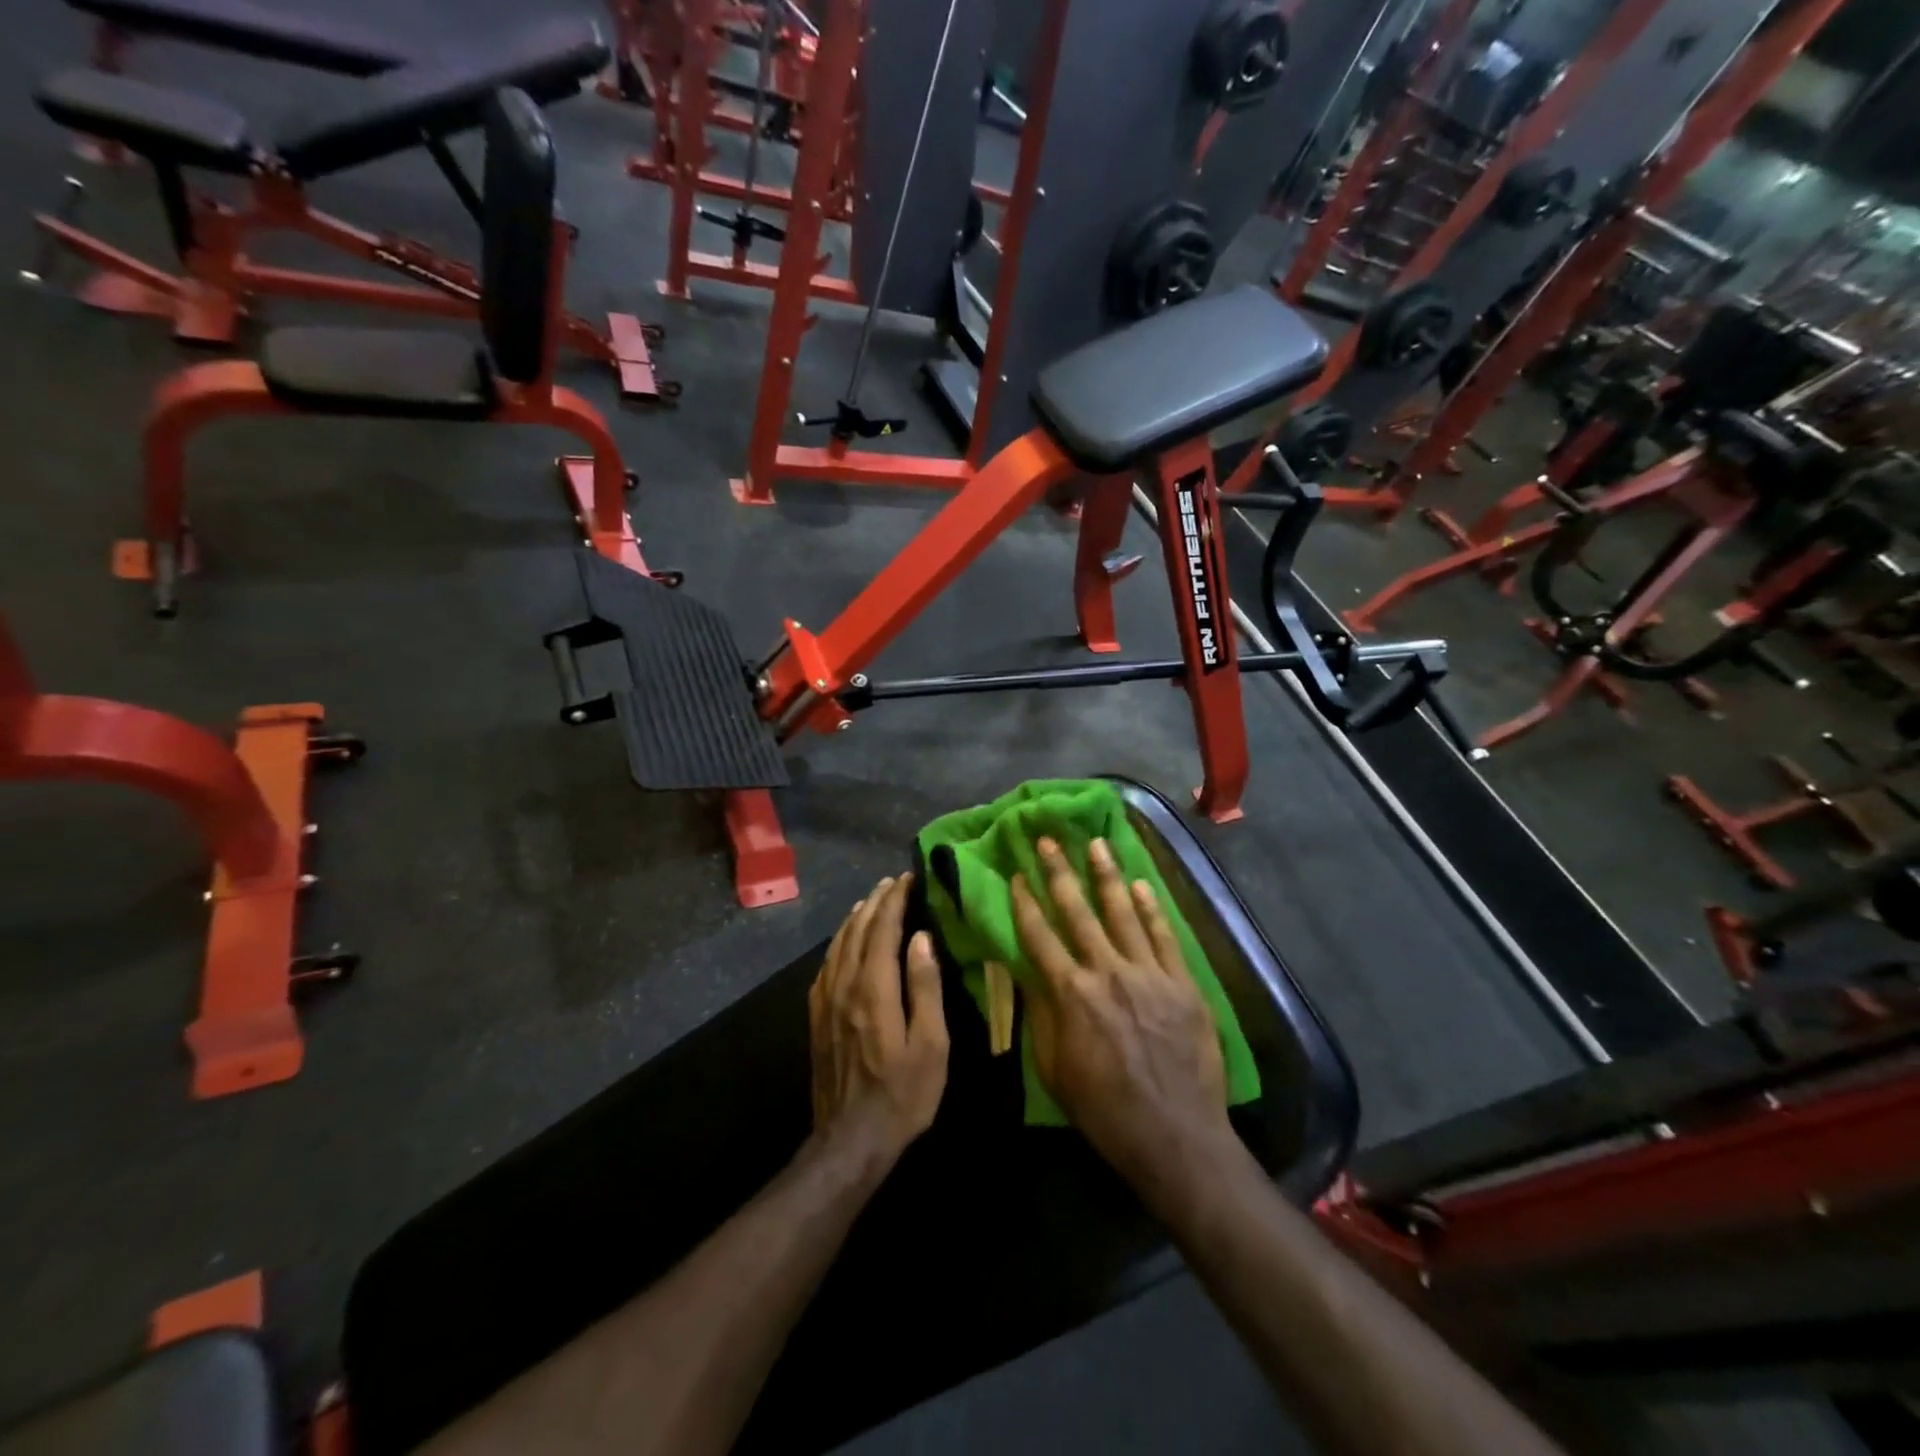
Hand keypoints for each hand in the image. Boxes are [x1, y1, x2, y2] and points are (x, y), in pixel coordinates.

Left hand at [807, 874, 948, 1174]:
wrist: (850, 1140)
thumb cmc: (903, 1094)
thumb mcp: (931, 1045)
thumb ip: (925, 987)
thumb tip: (921, 938)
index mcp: (874, 989)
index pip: (882, 929)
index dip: (895, 900)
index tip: (908, 878)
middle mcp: (844, 985)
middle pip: (857, 929)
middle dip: (876, 901)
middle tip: (893, 882)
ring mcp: (825, 1000)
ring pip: (838, 943)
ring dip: (856, 916)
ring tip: (871, 900)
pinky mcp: (816, 1015)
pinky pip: (827, 963)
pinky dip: (839, 941)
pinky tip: (846, 940)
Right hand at [1012, 838, 1235, 1200]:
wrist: (1176, 1136)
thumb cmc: (1105, 1110)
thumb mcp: (1054, 1069)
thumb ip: (1041, 1016)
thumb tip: (1028, 973)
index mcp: (1071, 993)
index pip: (1039, 936)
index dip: (1024, 903)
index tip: (1015, 875)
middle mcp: (1107, 971)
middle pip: (1078, 911)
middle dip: (1058, 873)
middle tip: (1048, 839)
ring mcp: (1149, 973)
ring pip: (1123, 912)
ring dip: (1107, 875)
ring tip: (1096, 843)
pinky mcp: (1182, 983)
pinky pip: (1164, 935)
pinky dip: (1152, 907)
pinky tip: (1141, 884)